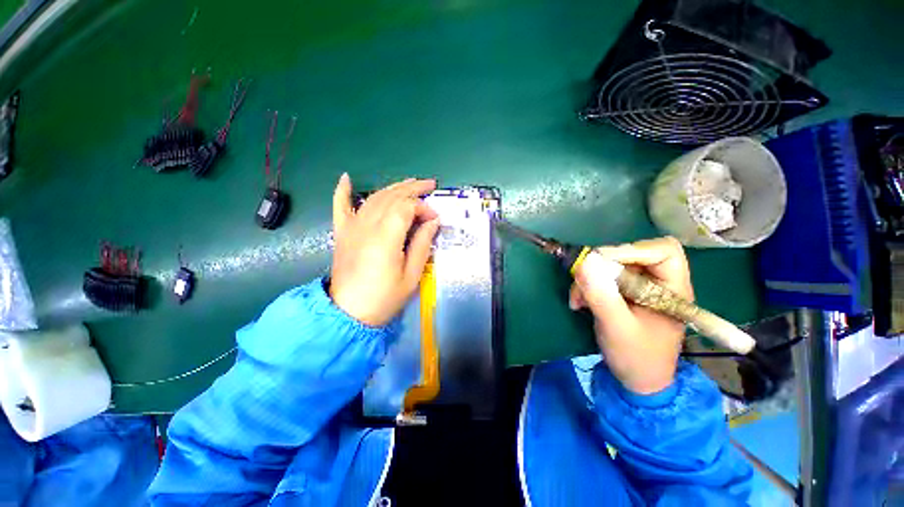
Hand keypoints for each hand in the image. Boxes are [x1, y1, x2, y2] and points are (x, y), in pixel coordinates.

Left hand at [329, 174, 439, 326]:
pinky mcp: (342, 232)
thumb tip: (432, 222)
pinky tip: (346, 178)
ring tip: (409, 183)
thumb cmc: (384, 298)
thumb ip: (422, 245)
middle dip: (412, 188)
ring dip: (393, 187)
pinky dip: (342, 191)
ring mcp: (351, 227)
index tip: (435, 219)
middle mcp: (367, 225)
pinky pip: (339, 206)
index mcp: (386, 237)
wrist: (348, 313)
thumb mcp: (411, 276)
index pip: (406, 207)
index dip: (423, 208)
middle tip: (429, 185)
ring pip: (374, 197)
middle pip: (391, 197)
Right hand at [569, 237, 691, 394]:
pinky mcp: (624, 294)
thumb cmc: (637, 358)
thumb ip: (601, 295)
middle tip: (581, 282)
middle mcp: (659, 283)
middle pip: (631, 255)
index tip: (601, 263)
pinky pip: (603, 278)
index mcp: (673, 288)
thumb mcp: (617, 327)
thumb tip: (585, 262)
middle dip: (601, 268)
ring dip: (589, 279)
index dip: (632, 250)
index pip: (662, 251)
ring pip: (611, 267)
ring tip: (577, 299)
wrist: (636, 380)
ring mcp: (640, 288)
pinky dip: (587, 286)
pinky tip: (579, 302)